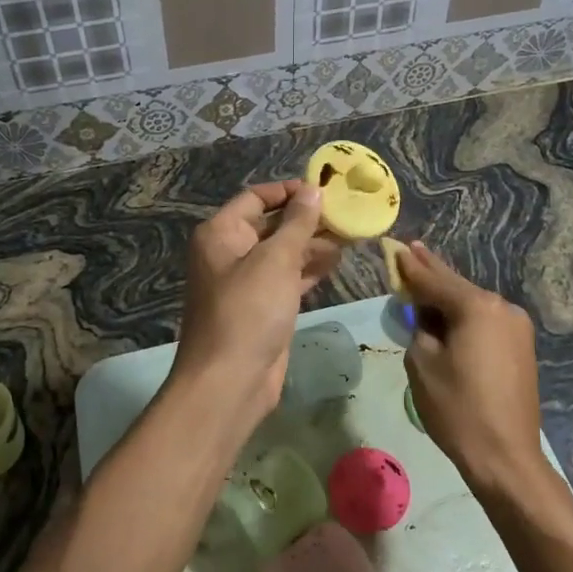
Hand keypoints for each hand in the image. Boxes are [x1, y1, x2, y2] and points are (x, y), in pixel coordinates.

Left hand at [171, 181, 340, 431]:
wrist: (230, 381)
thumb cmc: (249, 310)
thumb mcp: (276, 260)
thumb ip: (298, 223)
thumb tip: (313, 191)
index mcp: (221, 233)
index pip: (256, 197)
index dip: (289, 191)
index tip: (325, 190)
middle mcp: (230, 252)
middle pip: (271, 224)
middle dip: (307, 219)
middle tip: (347, 213)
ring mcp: (247, 281)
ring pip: (283, 252)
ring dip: (313, 243)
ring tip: (351, 235)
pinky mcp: (263, 307)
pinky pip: (287, 278)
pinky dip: (309, 269)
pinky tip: (336, 261)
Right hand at [397, 243, 544, 491]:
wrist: (505, 457)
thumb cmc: (457, 408)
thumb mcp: (422, 362)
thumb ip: (419, 327)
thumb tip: (424, 314)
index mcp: (477, 307)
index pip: (434, 280)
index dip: (410, 267)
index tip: (395, 249)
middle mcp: (502, 307)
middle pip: (457, 286)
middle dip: (432, 271)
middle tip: (411, 249)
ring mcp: (517, 327)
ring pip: (473, 304)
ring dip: (448, 296)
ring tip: (424, 280)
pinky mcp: (522, 347)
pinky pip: (485, 321)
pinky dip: (464, 315)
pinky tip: (448, 313)